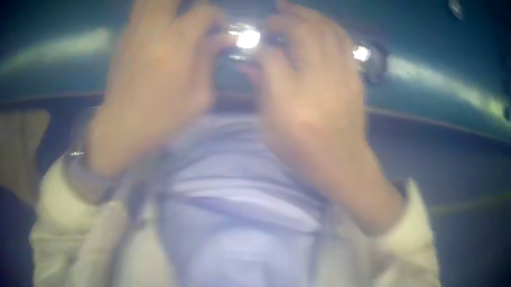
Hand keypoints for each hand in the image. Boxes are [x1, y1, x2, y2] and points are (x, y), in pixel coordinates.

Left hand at [87, 0, 227, 176]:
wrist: (120, 128)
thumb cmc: (161, 119)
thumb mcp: (197, 98)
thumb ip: (210, 61)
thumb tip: (223, 39)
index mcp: (176, 42)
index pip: (203, 10)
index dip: (217, 15)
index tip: (219, 29)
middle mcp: (154, 28)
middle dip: (190, 1)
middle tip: (196, 14)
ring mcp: (134, 31)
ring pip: (149, 0)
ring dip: (166, 3)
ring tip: (177, 14)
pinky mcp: (122, 39)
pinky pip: (140, 12)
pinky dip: (152, 12)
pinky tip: (158, 28)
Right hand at [255, 5, 403, 233]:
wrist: (344, 163)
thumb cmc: (303, 153)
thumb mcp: (270, 130)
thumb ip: (260, 92)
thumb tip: (249, 65)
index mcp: (291, 102)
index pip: (271, 57)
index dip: (260, 46)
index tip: (255, 44)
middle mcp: (318, 82)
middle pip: (303, 33)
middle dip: (284, 18)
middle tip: (273, 13)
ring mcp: (342, 77)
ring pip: (327, 30)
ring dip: (308, 14)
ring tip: (293, 7)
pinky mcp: (355, 77)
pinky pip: (344, 41)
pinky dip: (329, 26)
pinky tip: (318, 22)